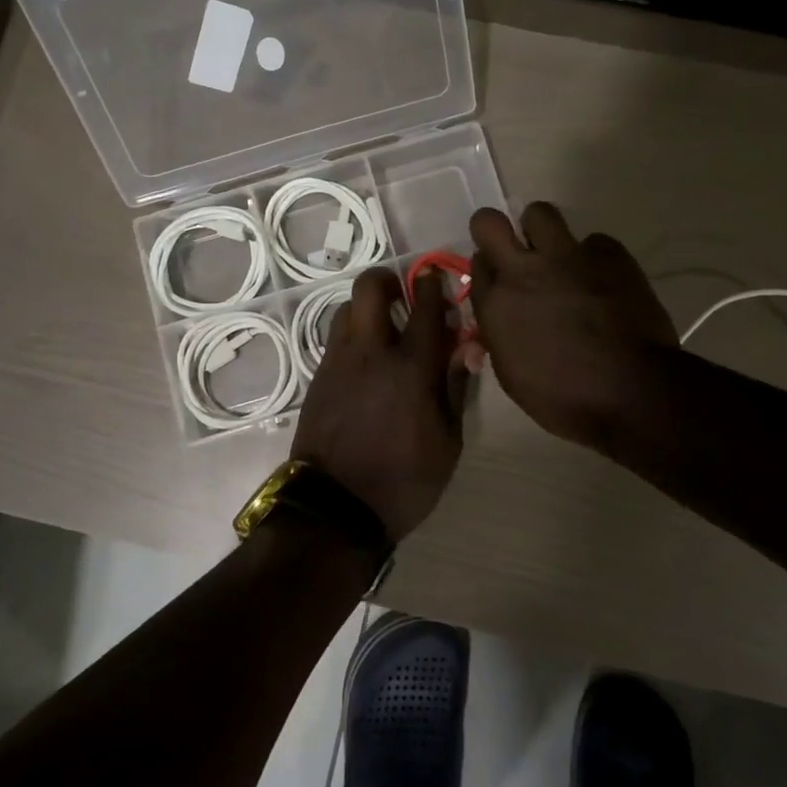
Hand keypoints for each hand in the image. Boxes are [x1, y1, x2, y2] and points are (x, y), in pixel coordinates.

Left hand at [291, 269, 474, 541]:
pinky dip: (353, 337)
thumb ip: (455, 386)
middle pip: (370, 288)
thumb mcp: (448, 442)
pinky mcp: (318, 378)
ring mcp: (338, 362)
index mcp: (412, 368)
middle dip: (387, 280)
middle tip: (402, 296)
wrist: (335, 510)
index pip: (425, 307)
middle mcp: (371, 353)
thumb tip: (468, 346)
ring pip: (347, 310)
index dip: (432, 284)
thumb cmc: (404, 481)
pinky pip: (336, 339)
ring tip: (382, 332)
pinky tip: (365, 363)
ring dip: (366, 310)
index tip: (435, 275)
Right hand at [468, 203, 680, 449]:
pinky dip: (595, 257)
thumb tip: (498, 322)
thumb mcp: (512, 375)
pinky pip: (594, 241)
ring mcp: (567, 257)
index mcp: (495, 304)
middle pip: (490, 222)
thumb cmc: (564, 398)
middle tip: (514, 250)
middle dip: (496, 230)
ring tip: (560, 258)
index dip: (488, 269)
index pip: (476, 265)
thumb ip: (500, 336)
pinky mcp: (609, 254)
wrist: (632, 392)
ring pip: (540, 213)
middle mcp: (523, 271)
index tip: (499, 280)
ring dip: (543, 231)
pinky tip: (604, 281)